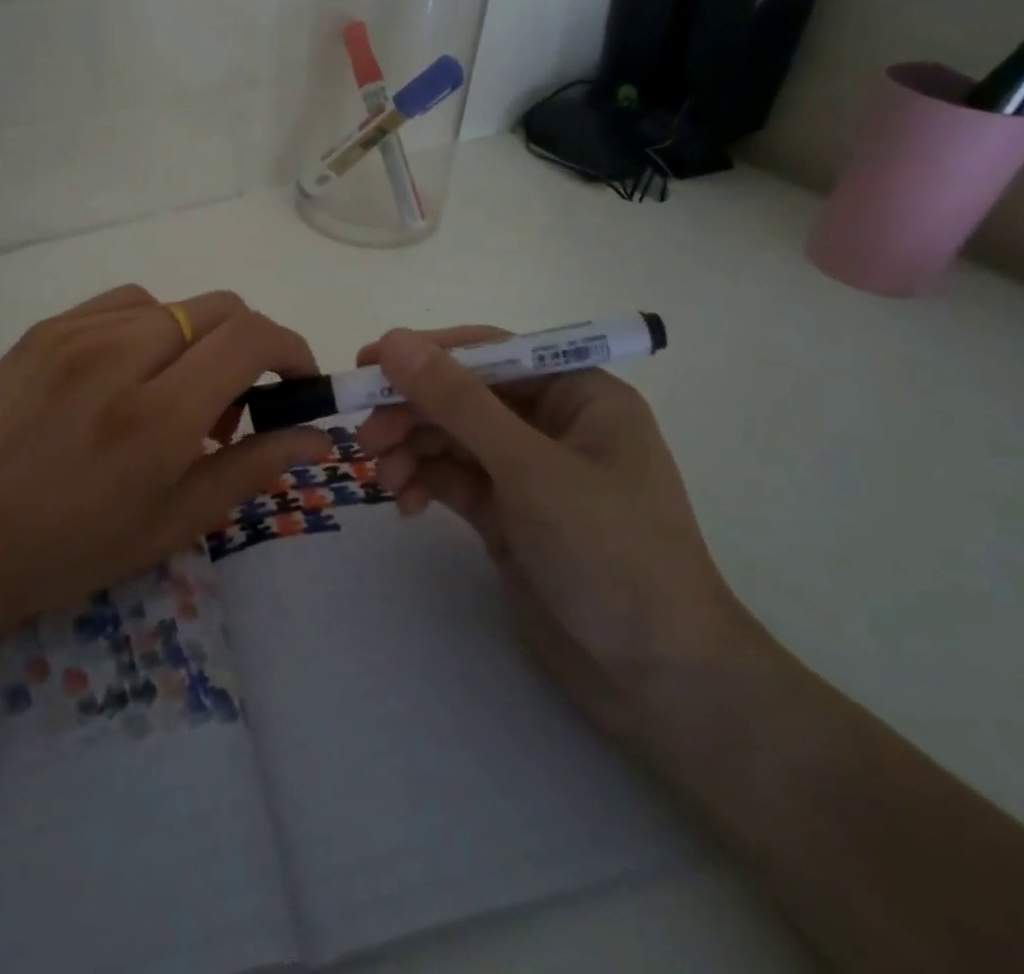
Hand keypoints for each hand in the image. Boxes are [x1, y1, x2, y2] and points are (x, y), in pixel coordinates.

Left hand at [0, 286, 330, 685]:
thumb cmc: (56, 558)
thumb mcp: (166, 528)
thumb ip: (249, 470)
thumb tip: (316, 435)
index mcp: (156, 416)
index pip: (252, 338)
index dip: (292, 351)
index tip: (297, 386)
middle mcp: (120, 355)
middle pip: (221, 309)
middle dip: (251, 347)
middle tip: (234, 409)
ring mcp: (74, 333)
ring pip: (175, 305)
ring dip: (199, 341)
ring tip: (174, 398)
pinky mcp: (42, 329)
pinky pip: (124, 304)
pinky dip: (152, 328)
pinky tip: (130, 375)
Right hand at [355, 326, 760, 735]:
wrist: (658, 680)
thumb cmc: (611, 553)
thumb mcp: (530, 469)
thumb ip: (459, 403)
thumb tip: (394, 343)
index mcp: (577, 394)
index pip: (491, 352)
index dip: (428, 354)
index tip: (369, 364)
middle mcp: (551, 423)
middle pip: (463, 396)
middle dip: (413, 412)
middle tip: (365, 438)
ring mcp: (528, 471)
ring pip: (451, 438)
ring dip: (411, 449)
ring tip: (382, 478)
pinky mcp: (508, 512)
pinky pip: (453, 479)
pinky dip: (423, 483)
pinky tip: (403, 504)